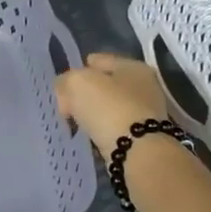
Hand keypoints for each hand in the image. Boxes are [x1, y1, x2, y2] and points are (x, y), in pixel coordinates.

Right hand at [55, 52, 171, 157]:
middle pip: (106, 85)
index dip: (78, 69)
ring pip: (111, 107)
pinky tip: (91, 136)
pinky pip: (115, 128)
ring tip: (77, 123)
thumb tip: (66, 92)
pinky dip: (103, 131)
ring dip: (95, 114)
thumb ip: (65, 81)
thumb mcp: (76, 83)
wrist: (138, 152)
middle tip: (67, 105)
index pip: (98, 60)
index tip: (63, 84)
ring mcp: (147, 113)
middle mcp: (145, 87)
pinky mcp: (144, 137)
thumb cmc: (109, 108)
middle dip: (86, 94)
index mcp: (133, 66)